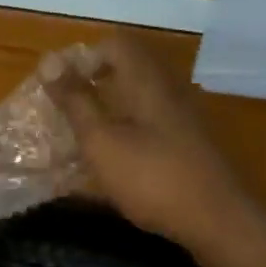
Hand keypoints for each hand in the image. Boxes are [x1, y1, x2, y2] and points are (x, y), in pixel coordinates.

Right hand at [43, 35, 249, 253]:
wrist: (217, 221)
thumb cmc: (152, 178)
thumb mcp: (102, 141)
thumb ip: (75, 101)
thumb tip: (48, 60)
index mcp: (148, 81)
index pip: (115, 44)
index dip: (83, 58)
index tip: (59, 88)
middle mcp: (169, 90)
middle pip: (127, 70)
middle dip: (92, 86)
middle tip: (64, 114)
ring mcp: (183, 118)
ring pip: (138, 99)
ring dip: (107, 111)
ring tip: (81, 140)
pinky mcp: (189, 144)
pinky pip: (150, 125)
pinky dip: (126, 133)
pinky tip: (112, 163)